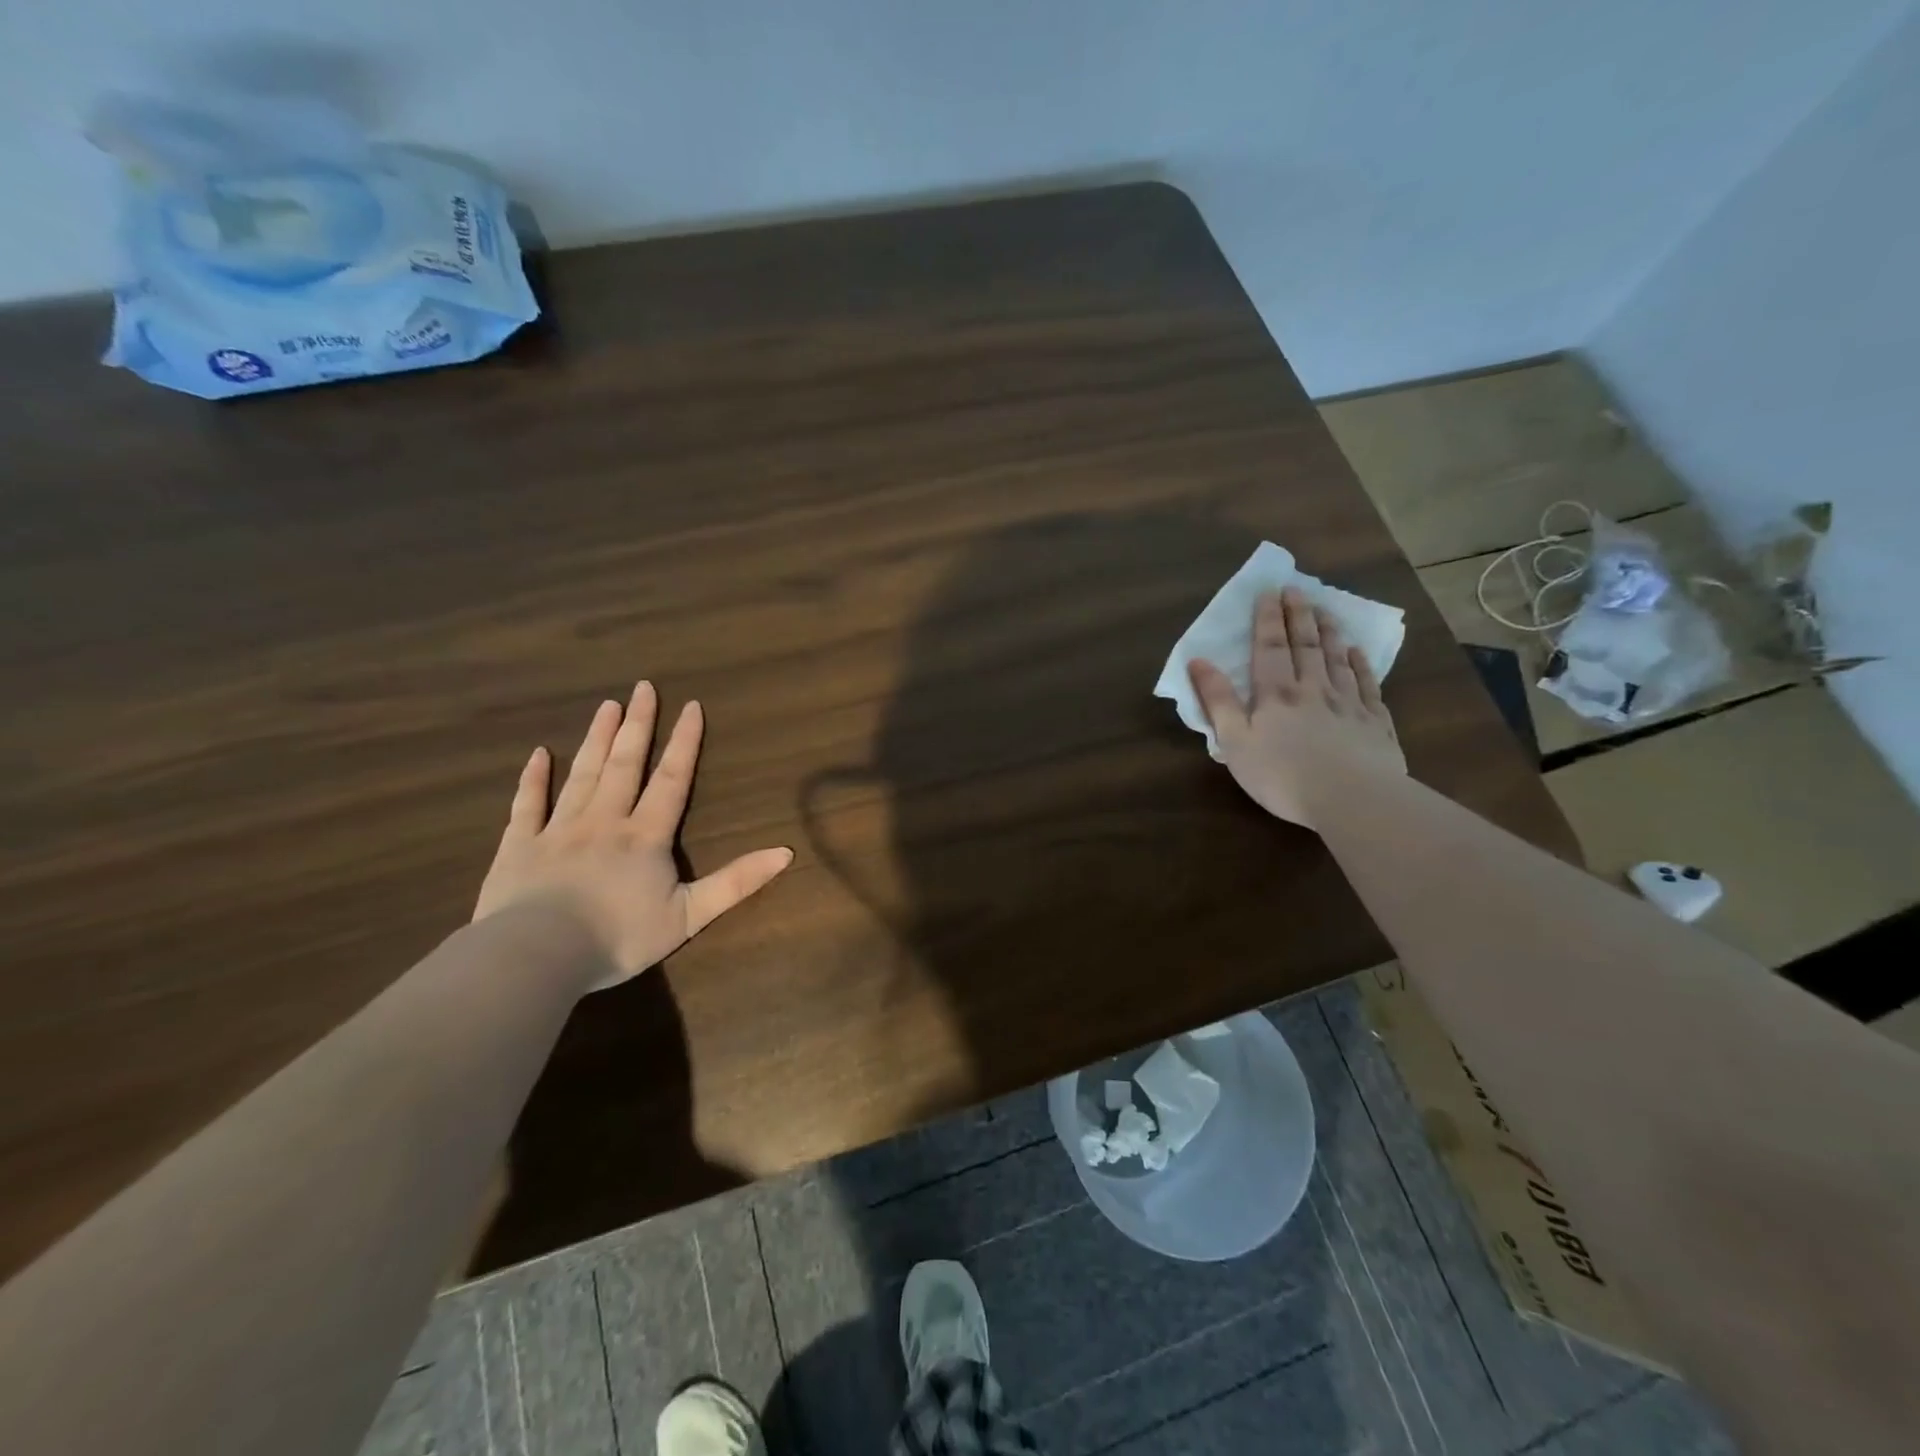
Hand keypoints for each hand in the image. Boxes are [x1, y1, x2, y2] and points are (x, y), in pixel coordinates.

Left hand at [473, 683, 793, 989]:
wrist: (538, 956)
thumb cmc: (619, 937)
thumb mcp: (690, 915)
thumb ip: (737, 882)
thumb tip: (786, 852)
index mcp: (645, 836)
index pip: (671, 779)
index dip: (684, 742)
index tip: (690, 705)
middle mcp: (605, 821)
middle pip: (625, 765)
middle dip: (638, 725)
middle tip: (643, 687)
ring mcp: (559, 830)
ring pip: (582, 775)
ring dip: (596, 739)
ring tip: (607, 706)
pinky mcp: (519, 846)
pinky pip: (528, 805)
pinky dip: (533, 779)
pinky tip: (538, 754)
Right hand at [1188, 586, 1403, 827]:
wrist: (1352, 799)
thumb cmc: (1282, 775)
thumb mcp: (1235, 742)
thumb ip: (1218, 701)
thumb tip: (1198, 661)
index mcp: (1275, 694)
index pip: (1269, 648)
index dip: (1267, 619)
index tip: (1268, 592)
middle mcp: (1313, 689)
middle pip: (1305, 646)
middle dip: (1298, 616)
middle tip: (1297, 589)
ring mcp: (1348, 704)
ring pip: (1337, 659)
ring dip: (1329, 633)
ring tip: (1325, 610)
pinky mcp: (1375, 723)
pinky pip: (1368, 685)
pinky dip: (1361, 665)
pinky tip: (1358, 653)